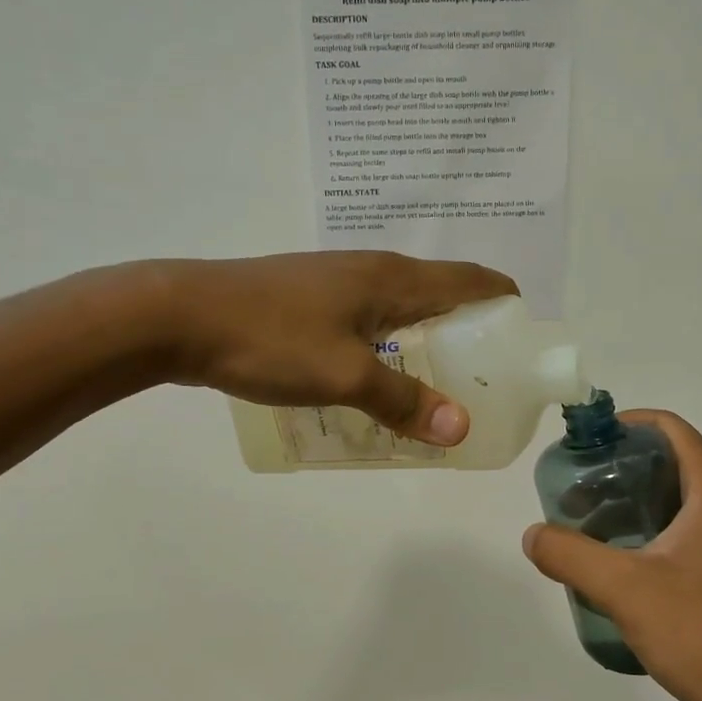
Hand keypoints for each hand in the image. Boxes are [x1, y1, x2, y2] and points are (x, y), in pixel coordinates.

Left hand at [160, 252, 517, 444]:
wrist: (179, 316)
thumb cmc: (269, 338)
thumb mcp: (344, 376)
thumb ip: (403, 402)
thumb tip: (460, 429)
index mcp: (392, 279)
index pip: (470, 279)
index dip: (504, 301)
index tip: (522, 338)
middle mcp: (371, 271)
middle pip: (440, 293)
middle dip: (470, 329)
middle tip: (484, 378)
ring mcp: (336, 283)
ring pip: (401, 308)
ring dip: (427, 340)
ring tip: (438, 385)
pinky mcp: (308, 300)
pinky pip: (368, 320)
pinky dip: (389, 345)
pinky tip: (378, 378)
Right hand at [522, 410, 701, 700]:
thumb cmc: (699, 631)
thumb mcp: (623, 588)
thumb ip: (569, 554)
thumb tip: (533, 535)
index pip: (671, 429)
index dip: (627, 424)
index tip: (587, 443)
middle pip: (675, 462)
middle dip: (624, 468)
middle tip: (579, 490)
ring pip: (683, 499)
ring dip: (638, 502)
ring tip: (593, 524)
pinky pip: (694, 529)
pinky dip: (657, 529)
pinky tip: (625, 561)